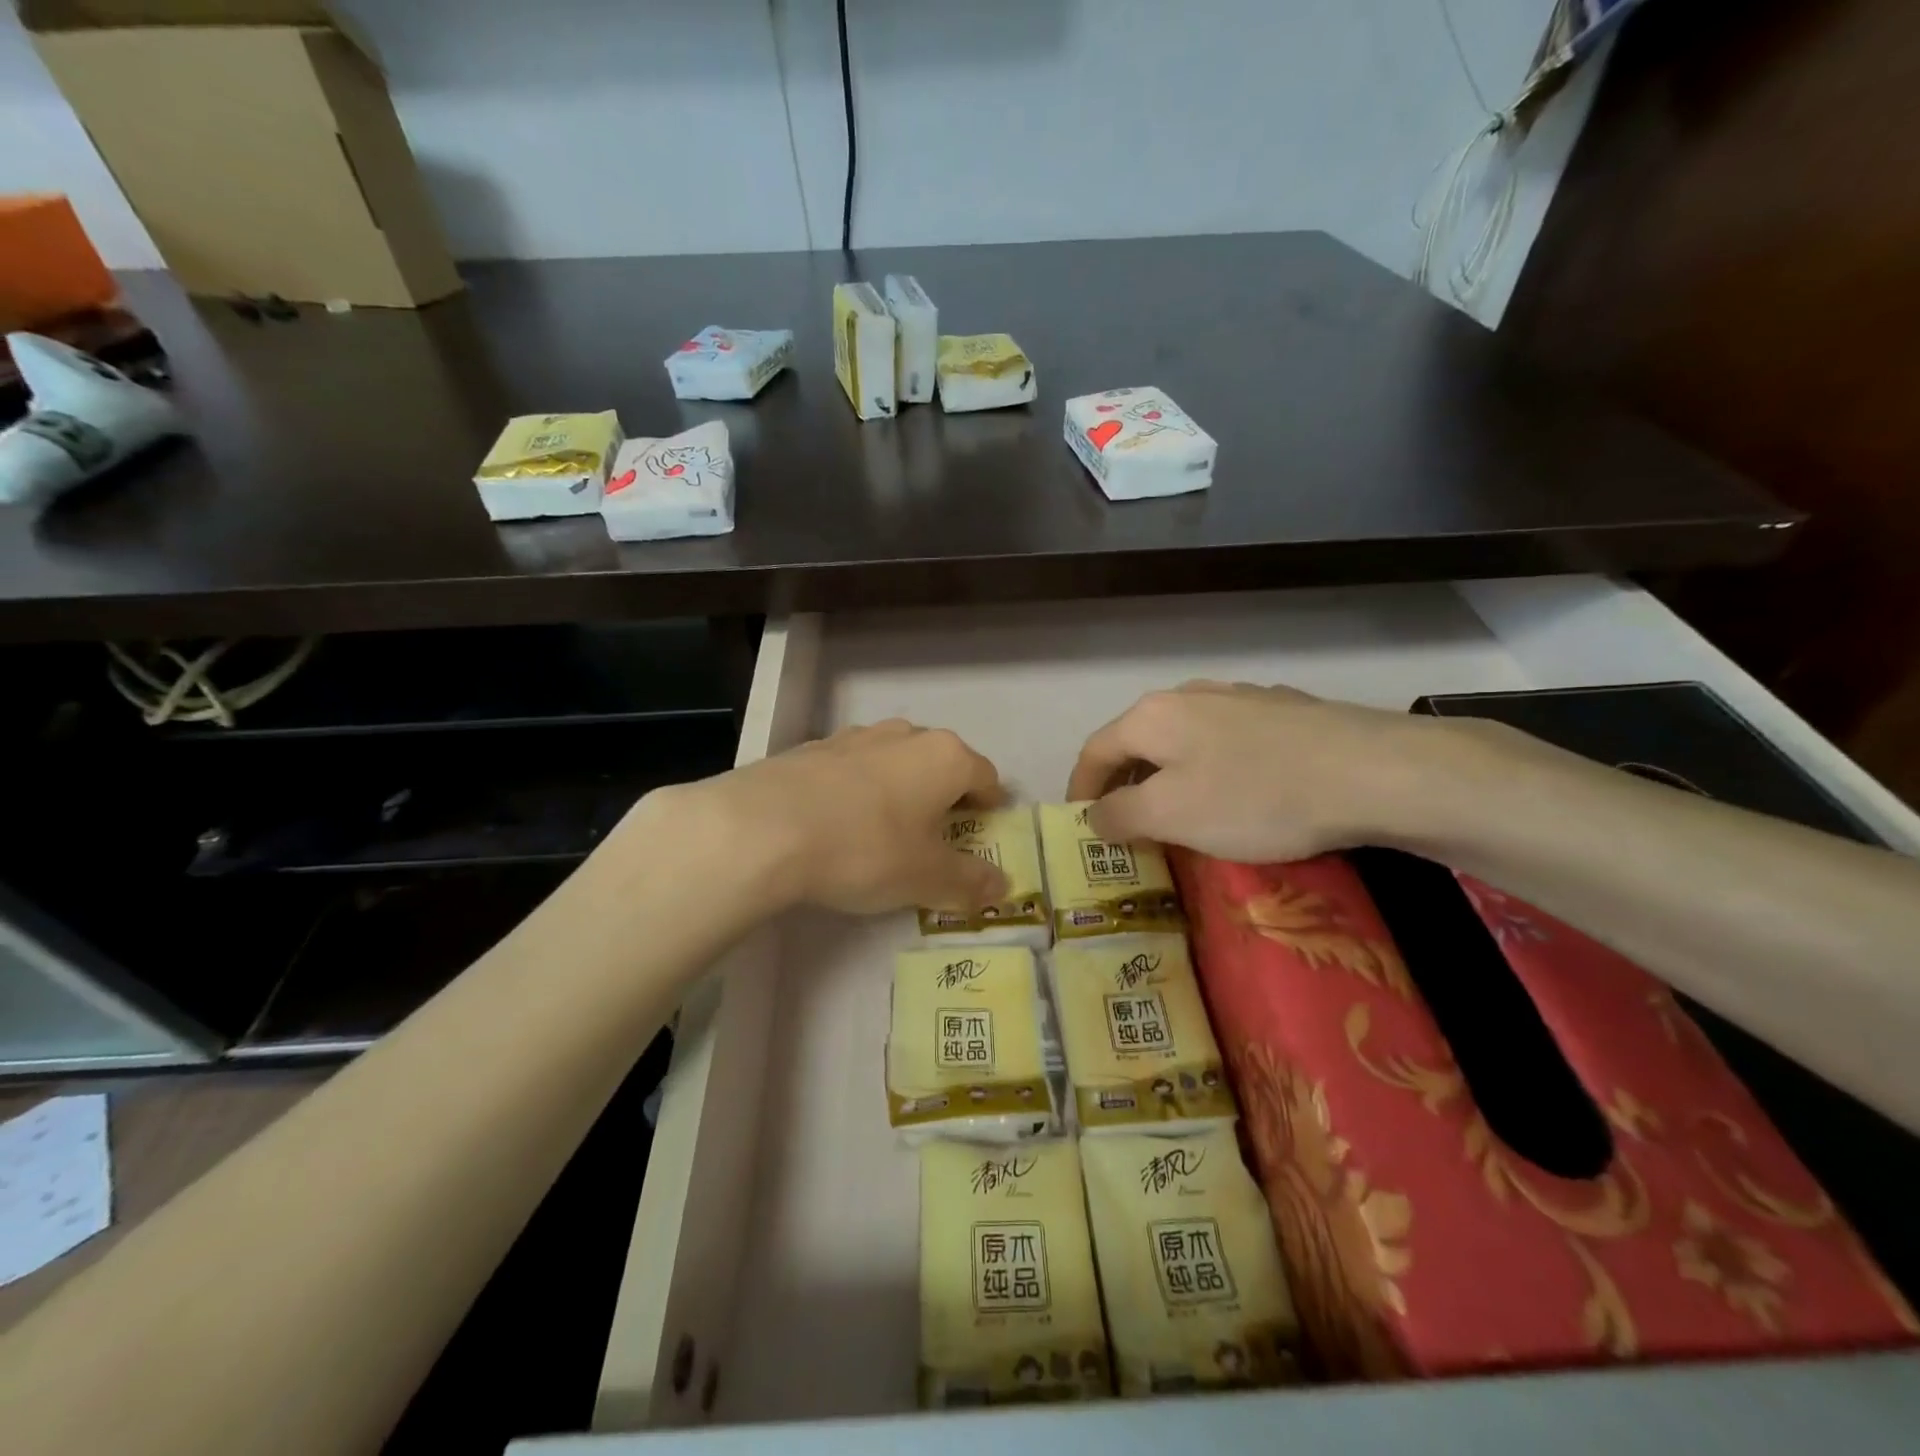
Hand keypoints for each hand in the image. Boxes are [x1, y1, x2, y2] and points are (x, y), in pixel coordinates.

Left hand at [648, 720, 1010, 914]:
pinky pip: (851, 768)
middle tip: (936, 836)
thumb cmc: (865, 849)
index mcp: (944, 757)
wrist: (763, 829)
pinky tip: (838, 822)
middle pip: (940, 762)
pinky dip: (857, 790)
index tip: (985, 829)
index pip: (986, 775)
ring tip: (886, 829)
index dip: (991, 805)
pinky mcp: (812, 748)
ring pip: (894, 760)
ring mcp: (854, 737)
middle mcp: (904, 735)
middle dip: (944, 795)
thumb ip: (969, 881)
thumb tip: (1003, 886)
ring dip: (899, 788)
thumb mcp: (925, 877)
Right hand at [1066, 681, 1465, 861]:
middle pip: (1138, 741)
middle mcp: (1189, 694)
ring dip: (1169, 774)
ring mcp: (1240, 696)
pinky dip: (1213, 767)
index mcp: (1152, 716)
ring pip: (1184, 738)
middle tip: (1127, 824)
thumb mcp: (1171, 816)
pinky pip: (1227, 740)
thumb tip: (1094, 814)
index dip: (1079, 789)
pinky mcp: (1282, 709)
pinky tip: (1239, 791)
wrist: (1372, 771)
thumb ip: (1119, 815)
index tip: (1079, 824)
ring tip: (1181, 810)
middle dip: (1124, 783)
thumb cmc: (1255, 797)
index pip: (1095, 751)